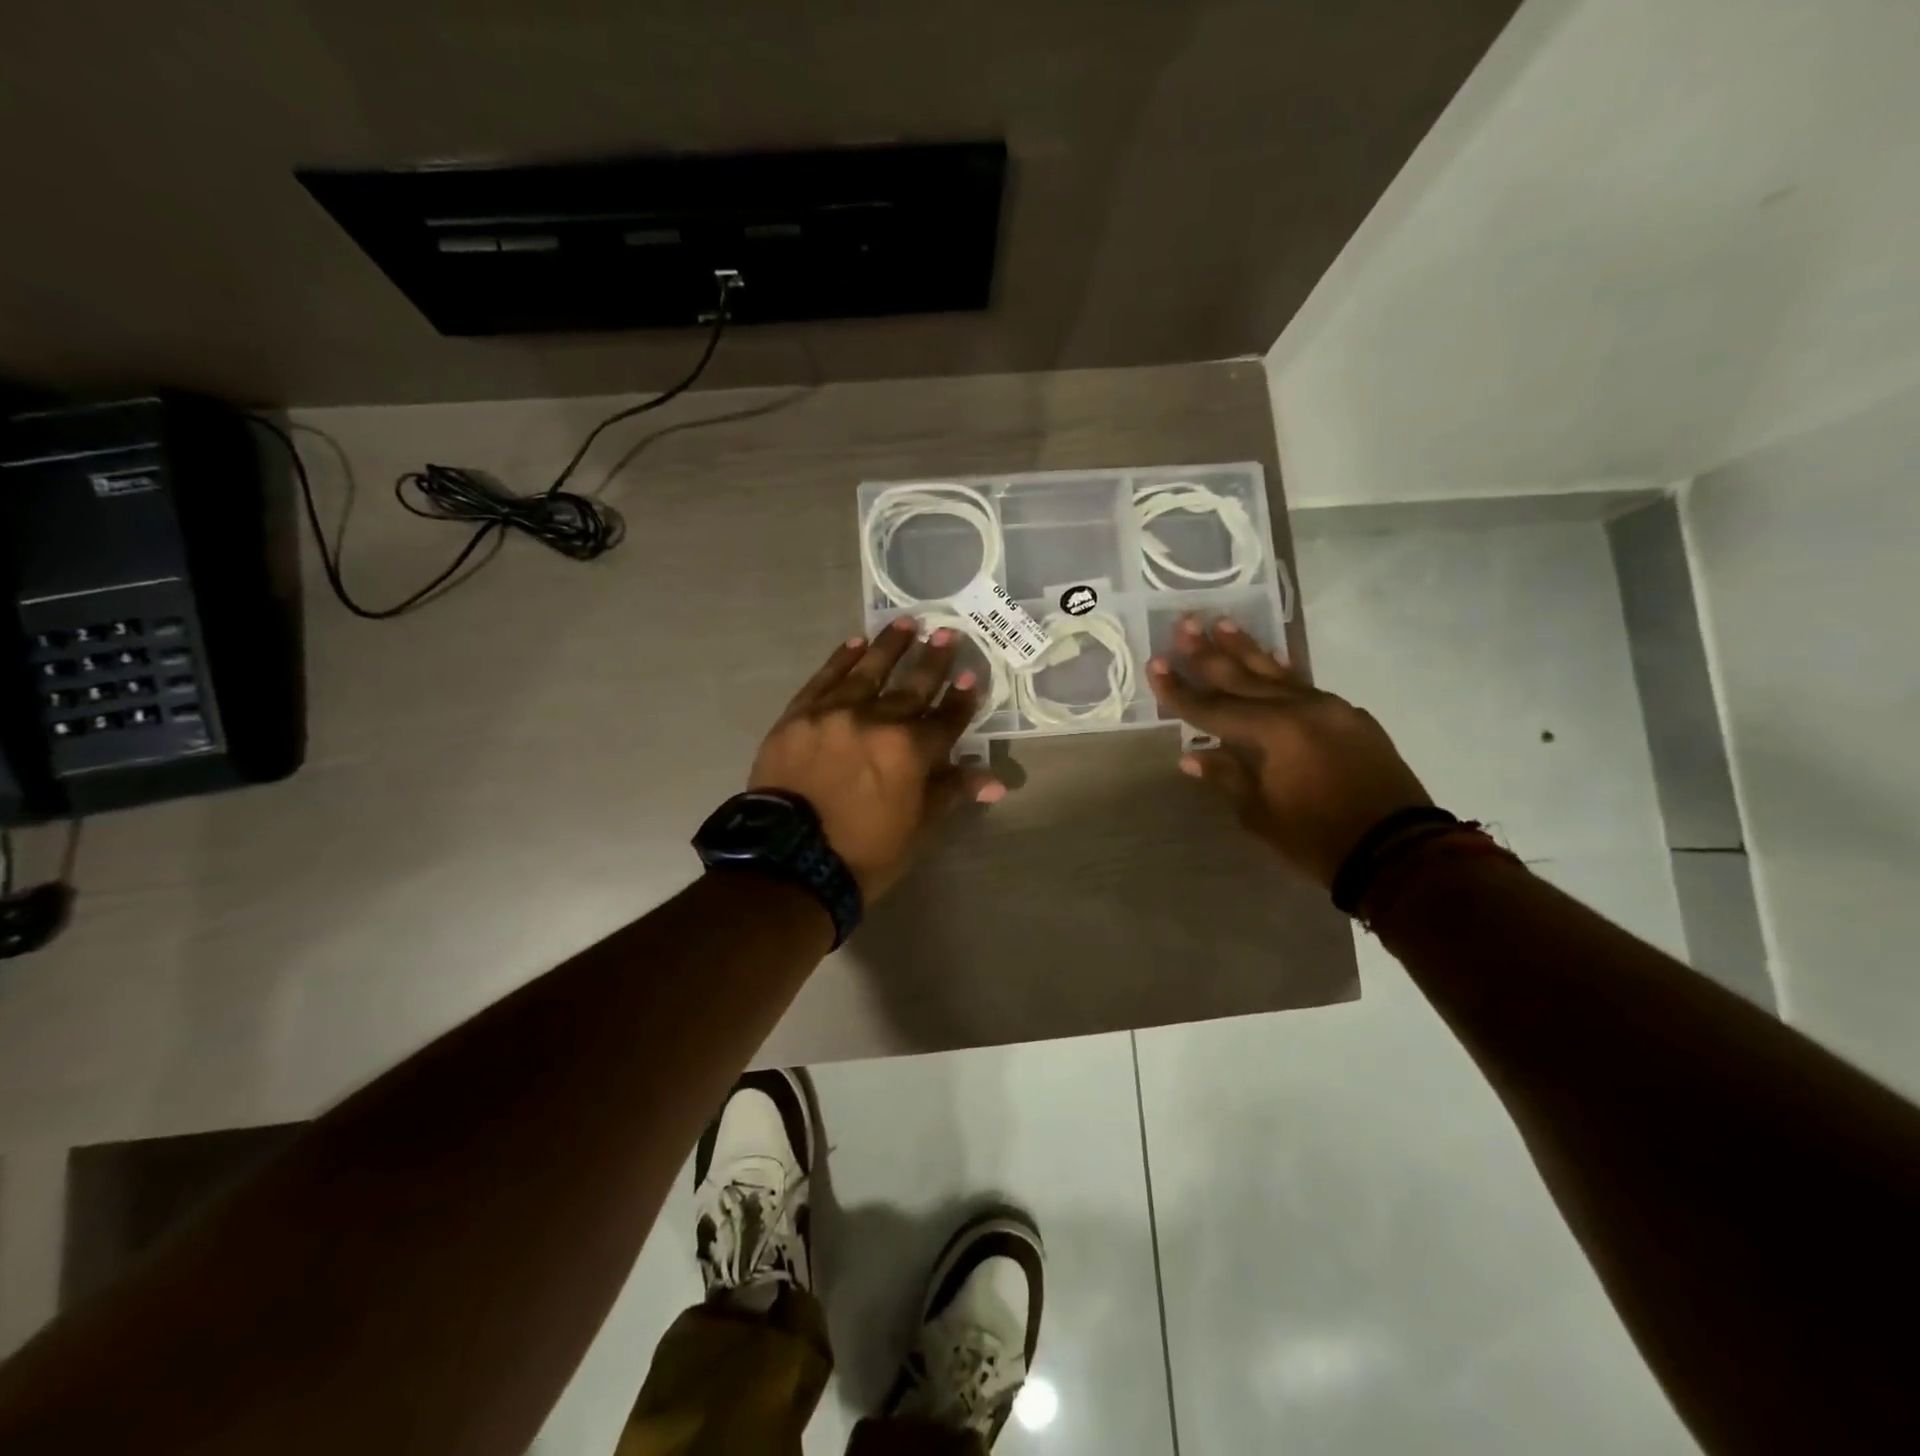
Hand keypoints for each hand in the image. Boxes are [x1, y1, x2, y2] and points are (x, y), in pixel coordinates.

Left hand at [750, 619, 1004, 899]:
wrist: (787, 863)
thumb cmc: (863, 853)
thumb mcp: (917, 828)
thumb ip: (950, 792)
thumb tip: (994, 782)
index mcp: (911, 751)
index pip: (946, 718)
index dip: (961, 699)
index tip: (971, 676)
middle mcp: (876, 721)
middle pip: (912, 686)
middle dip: (933, 660)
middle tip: (947, 633)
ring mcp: (834, 713)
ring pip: (869, 671)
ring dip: (890, 646)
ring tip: (906, 623)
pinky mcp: (799, 716)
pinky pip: (825, 679)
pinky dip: (841, 659)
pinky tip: (855, 643)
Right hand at [1148, 616, 1430, 889]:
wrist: (1398, 852)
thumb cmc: (1318, 839)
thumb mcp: (1261, 814)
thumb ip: (1227, 776)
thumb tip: (1192, 755)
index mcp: (1273, 732)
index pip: (1213, 708)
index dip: (1179, 690)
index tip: (1154, 665)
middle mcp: (1300, 709)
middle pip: (1243, 678)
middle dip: (1208, 654)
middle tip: (1183, 626)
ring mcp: (1330, 709)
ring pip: (1277, 673)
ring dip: (1246, 649)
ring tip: (1222, 623)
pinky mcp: (1351, 718)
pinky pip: (1307, 687)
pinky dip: (1284, 672)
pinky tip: (1274, 658)